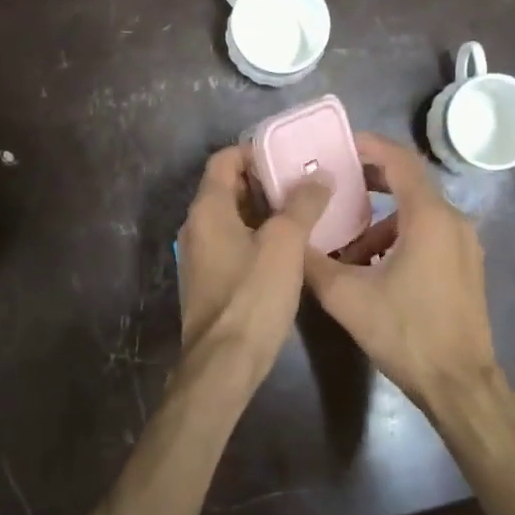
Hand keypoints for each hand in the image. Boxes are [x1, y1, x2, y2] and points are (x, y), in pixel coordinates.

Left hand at [177, 146, 330, 374]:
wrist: (224, 362)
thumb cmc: (252, 295)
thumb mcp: (285, 244)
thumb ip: (302, 204)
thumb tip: (318, 175)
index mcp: (208, 209)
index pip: (224, 161)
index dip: (254, 151)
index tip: (288, 155)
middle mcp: (196, 227)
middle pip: (227, 188)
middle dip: (264, 181)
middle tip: (303, 181)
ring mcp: (200, 256)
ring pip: (232, 218)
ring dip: (264, 211)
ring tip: (303, 210)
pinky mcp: (209, 281)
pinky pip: (233, 244)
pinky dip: (257, 236)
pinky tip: (288, 248)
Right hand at [301, 132, 500, 410]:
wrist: (460, 383)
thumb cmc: (406, 333)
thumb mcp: (347, 297)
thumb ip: (314, 262)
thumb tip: (291, 238)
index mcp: (429, 217)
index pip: (400, 160)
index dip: (369, 146)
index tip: (339, 144)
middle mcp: (453, 220)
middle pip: (409, 183)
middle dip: (370, 180)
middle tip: (334, 184)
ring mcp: (464, 243)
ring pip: (417, 213)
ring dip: (381, 221)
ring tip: (347, 246)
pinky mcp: (466, 264)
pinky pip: (429, 233)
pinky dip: (399, 238)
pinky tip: (373, 269)